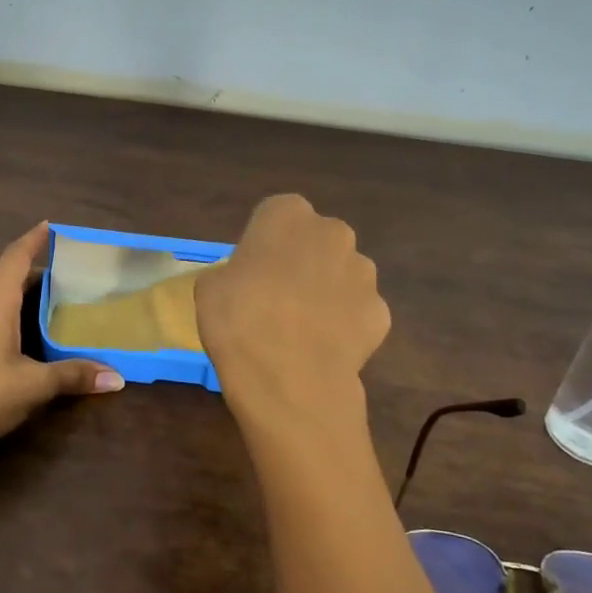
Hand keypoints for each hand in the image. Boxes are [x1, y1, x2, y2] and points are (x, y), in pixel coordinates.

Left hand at [0, 222, 123, 454]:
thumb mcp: (33, 385)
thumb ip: (73, 375)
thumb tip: (117, 378)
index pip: (17, 257)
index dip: (34, 240)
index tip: (50, 226)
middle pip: (3, 274)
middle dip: (29, 268)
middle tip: (59, 271)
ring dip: (4, 287)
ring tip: (23, 286)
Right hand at [196, 195, 390, 421]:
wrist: (288, 378)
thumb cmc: (238, 319)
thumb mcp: (210, 287)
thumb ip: (234, 272)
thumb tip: (246, 282)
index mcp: (287, 215)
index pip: (275, 215)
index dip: (263, 243)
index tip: (251, 271)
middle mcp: (332, 233)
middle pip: (316, 241)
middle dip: (302, 261)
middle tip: (275, 297)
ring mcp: (363, 273)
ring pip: (342, 275)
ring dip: (327, 292)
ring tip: (301, 329)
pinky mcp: (381, 312)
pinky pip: (358, 312)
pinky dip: (345, 326)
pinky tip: (323, 348)